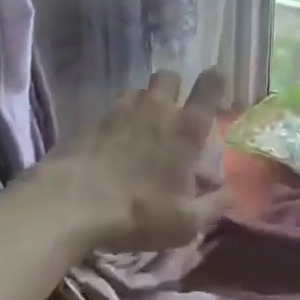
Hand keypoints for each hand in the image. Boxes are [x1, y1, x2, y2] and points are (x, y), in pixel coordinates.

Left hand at [33, 69, 232, 253]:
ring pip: (137, 91)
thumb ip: (214, 206)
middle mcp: (156, 110)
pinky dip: (116, 121)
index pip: (209, 86)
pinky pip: (110, 110)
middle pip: (169, 77)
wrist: (69, 205)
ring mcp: (120, 112)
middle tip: (173, 112)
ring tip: (140, 126)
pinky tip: (111, 143)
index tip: (216, 87)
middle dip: (174, 88)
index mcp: (186, 128)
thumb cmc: (138, 212)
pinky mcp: (90, 122)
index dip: (215, 81)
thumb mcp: (186, 222)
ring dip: (143, 102)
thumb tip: (230, 193)